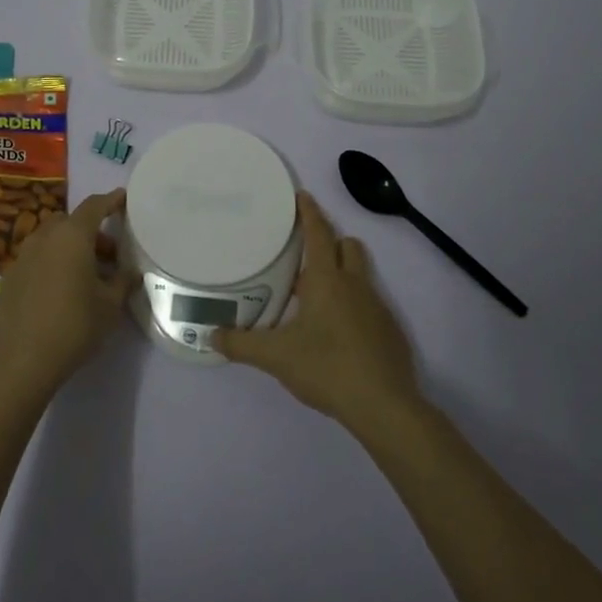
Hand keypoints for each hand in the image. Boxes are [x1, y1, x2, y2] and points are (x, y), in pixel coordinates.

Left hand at [0, 188, 136, 402]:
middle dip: (91, 231)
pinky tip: (62, 288)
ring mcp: (23, 255)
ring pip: (51, 238)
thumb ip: (123, 282)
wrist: (22, 359)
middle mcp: (45, 237)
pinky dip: (53, 261)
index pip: (94, 206)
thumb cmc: (74, 325)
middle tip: (110, 255)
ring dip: (70, 246)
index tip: (123, 198)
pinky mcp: (11, 275)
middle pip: (71, 222)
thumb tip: (130, 272)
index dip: (110, 200)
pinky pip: (38, 256)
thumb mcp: (110, 305)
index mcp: (72, 236)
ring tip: (87, 274)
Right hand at [213, 192, 421, 432]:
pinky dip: (353, 305)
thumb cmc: (327, 367)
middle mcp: (355, 285)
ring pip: (360, 274)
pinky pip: (370, 304)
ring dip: (342, 274)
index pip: (319, 233)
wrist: (384, 406)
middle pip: (348, 246)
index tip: (301, 196)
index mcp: (327, 280)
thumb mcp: (276, 357)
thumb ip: (241, 344)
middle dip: (330, 242)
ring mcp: (378, 307)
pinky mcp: (390, 331)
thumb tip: (211, 336)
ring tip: (315, 296)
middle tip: (304, 256)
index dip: (310, 212)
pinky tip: (337, 333)